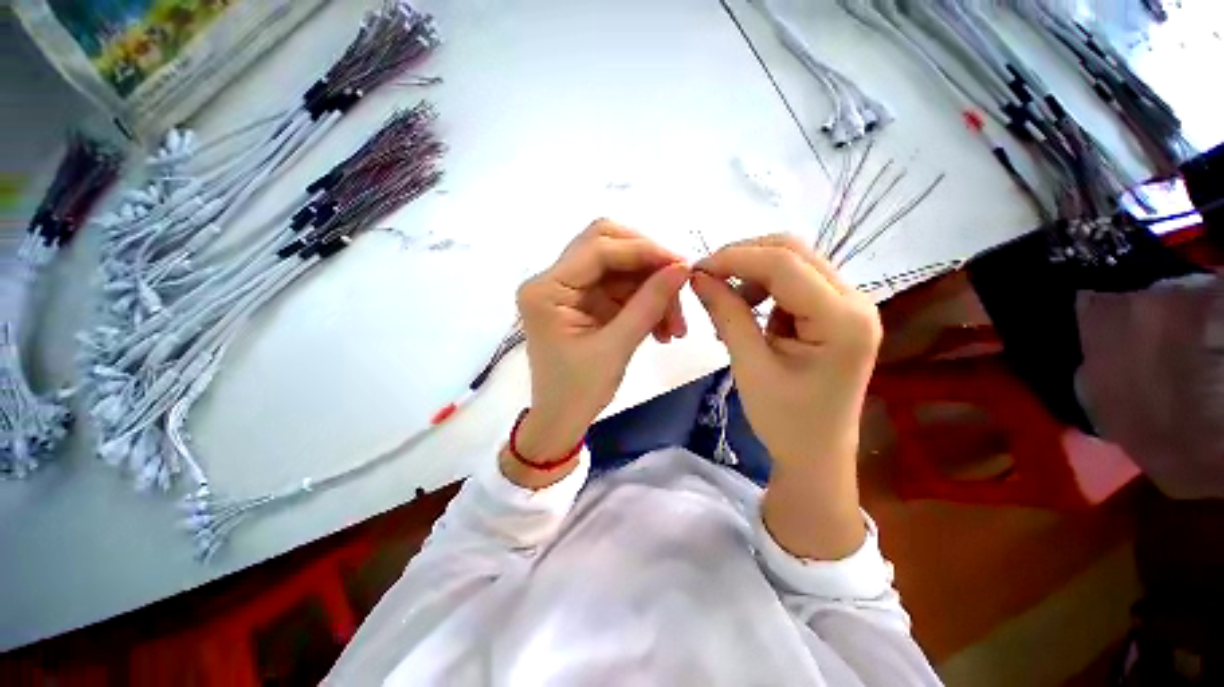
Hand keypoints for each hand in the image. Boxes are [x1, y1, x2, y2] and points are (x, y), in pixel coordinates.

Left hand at [510, 220, 688, 474]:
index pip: (598, 248)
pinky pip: (622, 289)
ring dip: (652, 290)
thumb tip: (682, 267)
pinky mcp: (585, 301)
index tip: (682, 265)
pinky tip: (662, 328)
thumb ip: (649, 304)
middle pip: (608, 246)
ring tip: (674, 327)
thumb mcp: (616, 348)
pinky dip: (645, 302)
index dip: (643, 250)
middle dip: (648, 265)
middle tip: (677, 287)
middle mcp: (554, 280)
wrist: (562, 420)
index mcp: (547, 289)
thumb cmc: (578, 392)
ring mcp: (570, 289)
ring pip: (621, 269)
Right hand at [691, 234, 879, 558]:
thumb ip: (726, 314)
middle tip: (708, 278)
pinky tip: (748, 310)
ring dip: (753, 272)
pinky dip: (764, 287)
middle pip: (794, 252)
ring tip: (727, 302)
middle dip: (744, 258)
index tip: (697, 269)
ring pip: (793, 262)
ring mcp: (849, 305)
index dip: (735, 258)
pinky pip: (795, 282)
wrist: (816, 455)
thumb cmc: (784, 420)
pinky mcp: (836, 312)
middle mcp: (855, 301)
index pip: (784, 264)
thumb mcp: (749, 365)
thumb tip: (698, 276)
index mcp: (842, 320)